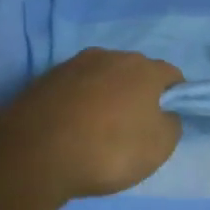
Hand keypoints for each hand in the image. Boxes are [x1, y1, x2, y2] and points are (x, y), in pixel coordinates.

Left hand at [0, 48, 182, 204]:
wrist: (35, 153)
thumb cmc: (109, 149)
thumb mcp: (158, 147)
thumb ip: (171, 124)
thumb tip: (165, 114)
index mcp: (143, 68)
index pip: (171, 75)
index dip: (175, 97)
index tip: (166, 121)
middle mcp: (110, 56)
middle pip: (134, 72)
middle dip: (137, 94)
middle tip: (132, 128)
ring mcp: (74, 64)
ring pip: (101, 78)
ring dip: (105, 96)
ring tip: (97, 130)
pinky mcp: (45, 78)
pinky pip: (74, 89)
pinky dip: (78, 103)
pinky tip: (72, 128)